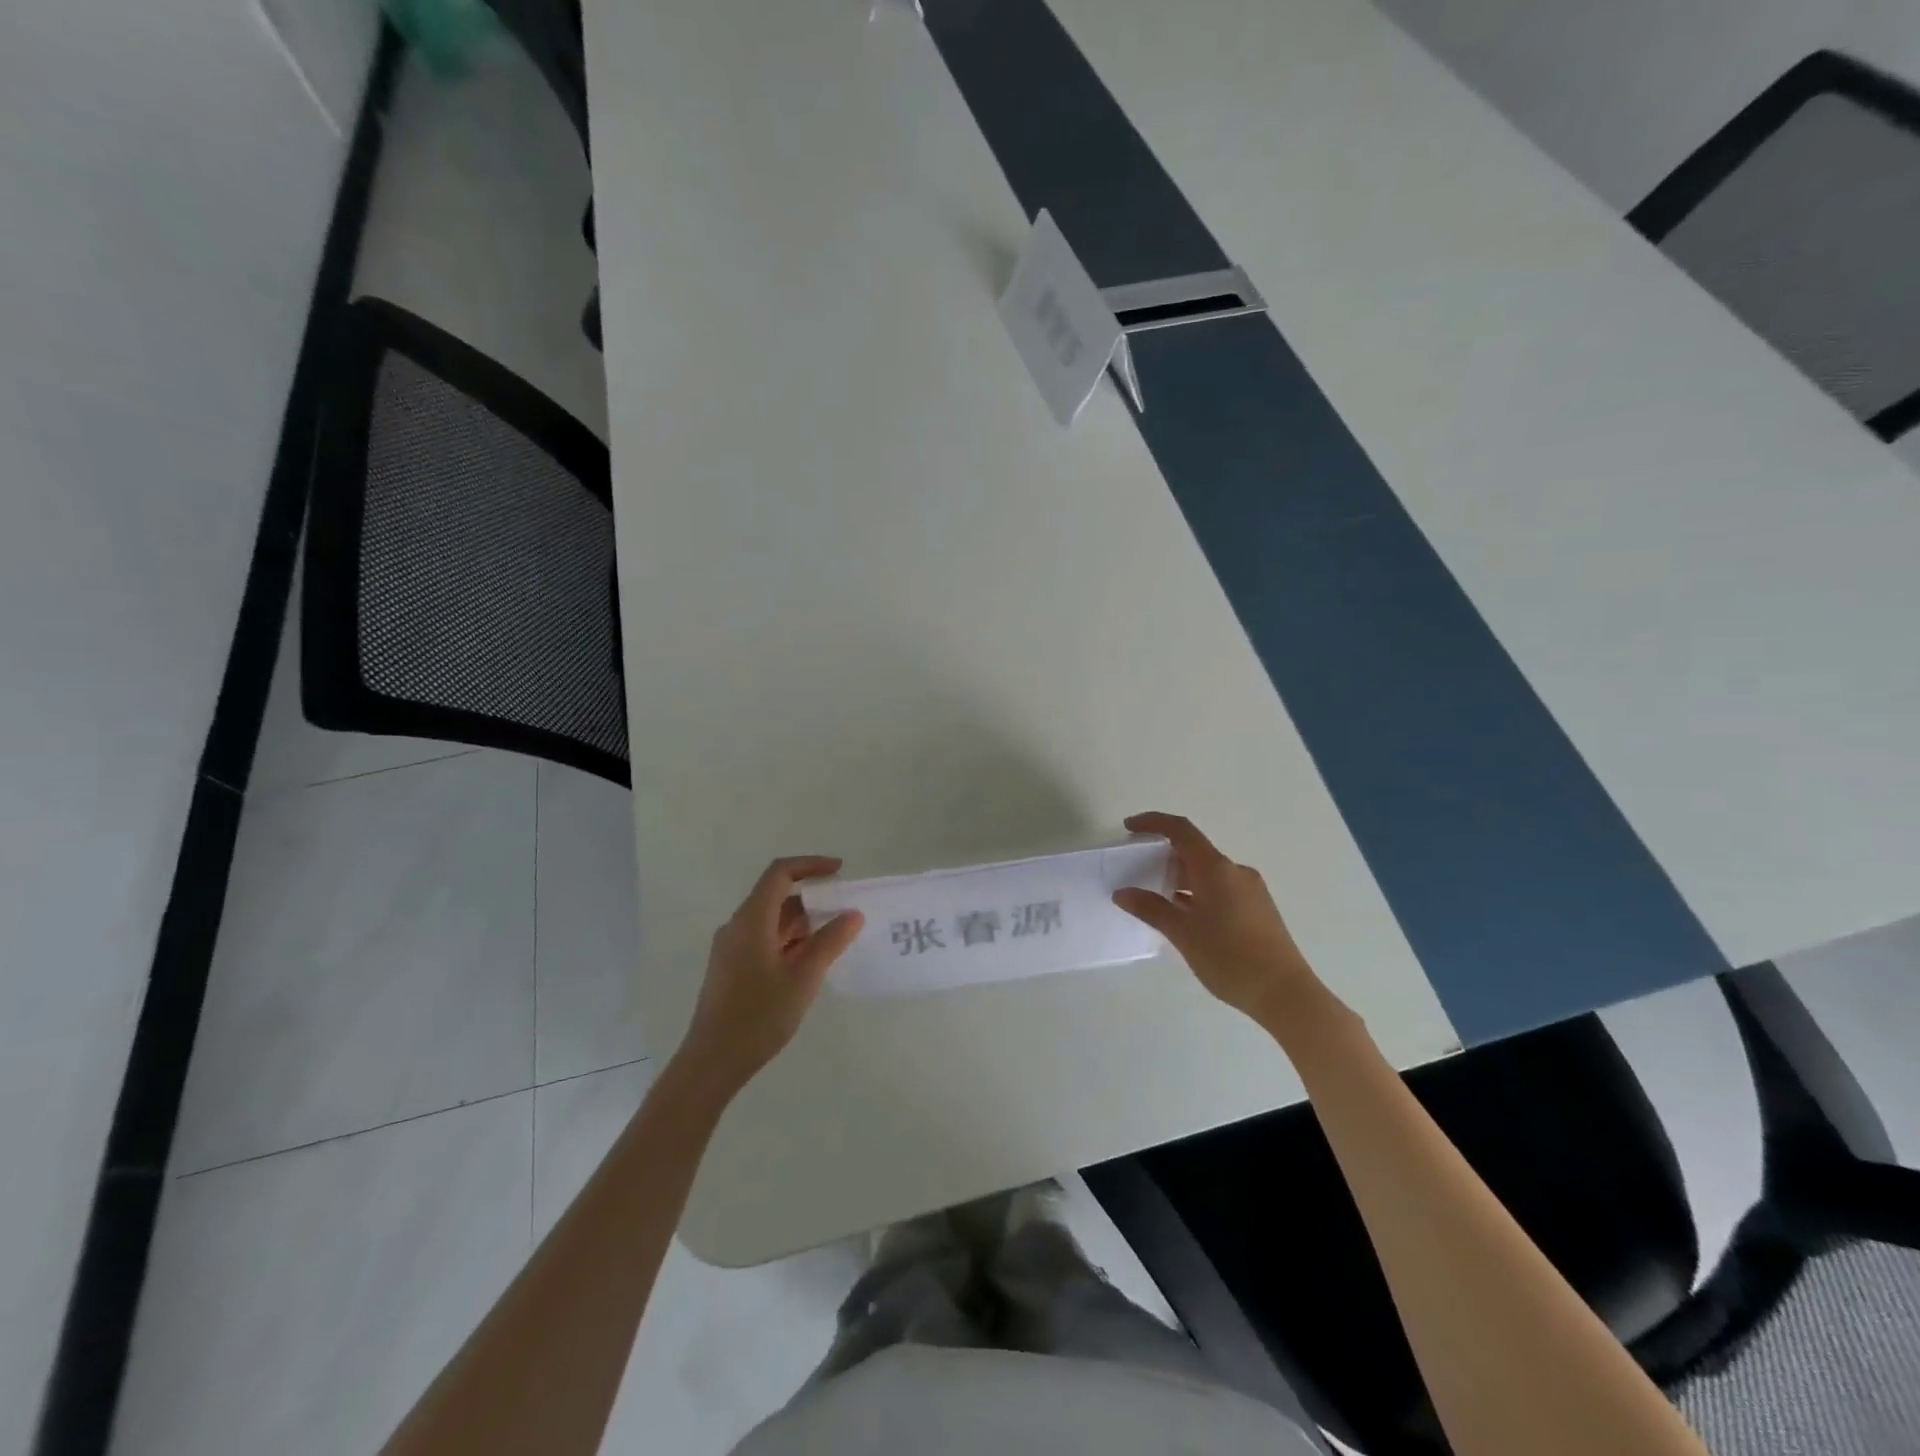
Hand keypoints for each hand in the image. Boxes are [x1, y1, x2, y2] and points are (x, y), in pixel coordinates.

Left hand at [676, 857, 863, 1094]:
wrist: (712, 1062)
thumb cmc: (758, 1016)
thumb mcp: (803, 977)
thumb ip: (830, 941)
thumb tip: (853, 914)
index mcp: (751, 919)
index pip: (780, 873)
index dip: (811, 865)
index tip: (840, 871)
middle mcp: (737, 926)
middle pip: (776, 896)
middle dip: (812, 898)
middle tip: (845, 909)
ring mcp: (731, 948)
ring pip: (771, 921)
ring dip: (802, 923)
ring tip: (834, 937)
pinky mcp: (731, 968)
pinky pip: (764, 940)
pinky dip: (789, 941)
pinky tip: (810, 962)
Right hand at [1112, 812, 1321, 1025]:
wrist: (1285, 993)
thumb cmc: (1229, 957)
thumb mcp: (1182, 933)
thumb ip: (1150, 909)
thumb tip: (1122, 893)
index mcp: (1216, 869)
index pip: (1181, 830)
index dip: (1153, 822)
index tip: (1129, 827)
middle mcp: (1235, 871)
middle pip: (1194, 851)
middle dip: (1164, 857)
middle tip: (1138, 873)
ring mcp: (1250, 890)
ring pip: (1207, 873)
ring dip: (1181, 879)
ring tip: (1157, 900)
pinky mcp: (1258, 909)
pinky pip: (1220, 889)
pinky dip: (1197, 893)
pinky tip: (1185, 918)